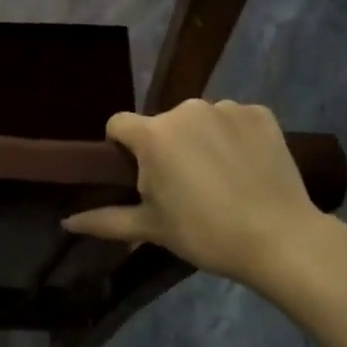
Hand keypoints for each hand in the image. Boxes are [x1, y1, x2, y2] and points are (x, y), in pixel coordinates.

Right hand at [63, 99, 327, 285]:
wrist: (280, 238)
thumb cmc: (205, 233)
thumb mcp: (151, 228)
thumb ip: (105, 220)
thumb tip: (66, 222)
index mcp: (153, 135)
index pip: (118, 124)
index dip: (120, 148)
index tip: (137, 177)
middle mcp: (186, 110)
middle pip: (161, 124)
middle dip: (164, 148)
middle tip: (182, 188)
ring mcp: (227, 108)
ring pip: (199, 121)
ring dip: (199, 141)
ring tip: (219, 179)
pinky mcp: (261, 113)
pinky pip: (234, 119)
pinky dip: (234, 137)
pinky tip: (245, 168)